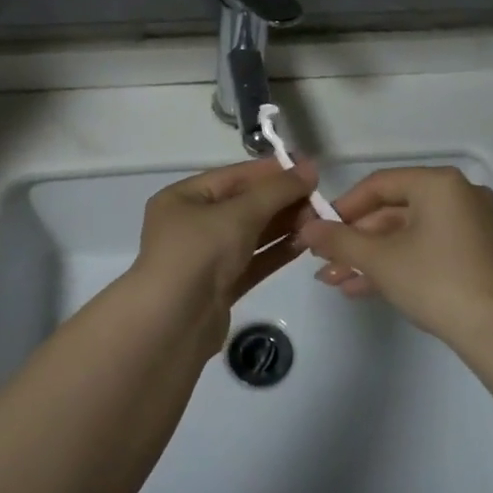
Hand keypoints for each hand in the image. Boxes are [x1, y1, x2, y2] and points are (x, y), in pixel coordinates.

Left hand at [125, 157, 318, 350]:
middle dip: (281, 201)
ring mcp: (205, 258)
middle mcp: (191, 224)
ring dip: (283, 226)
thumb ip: (277, 190)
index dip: (271, 172)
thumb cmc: (199, 253)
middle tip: (320, 200)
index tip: (309, 171)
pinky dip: (276, 251)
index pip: (233, 176)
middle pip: (244, 205)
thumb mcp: (239, 213)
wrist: (172, 324)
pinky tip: (304, 244)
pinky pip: (252, 261)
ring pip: (250, 234)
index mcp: (183, 198)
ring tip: (319, 221)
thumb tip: (310, 168)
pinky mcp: (219, 286)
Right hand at [296, 166, 492, 340]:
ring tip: (334, 280)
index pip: (379, 184)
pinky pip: (426, 248)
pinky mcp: (474, 254)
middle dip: (354, 240)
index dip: (343, 207)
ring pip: (407, 234)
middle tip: (324, 260)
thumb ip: (339, 240)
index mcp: (438, 184)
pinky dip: (396, 263)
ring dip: (370, 256)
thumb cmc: (434, 281)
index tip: (319, 230)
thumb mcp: (379, 259)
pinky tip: (361, 287)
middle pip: (393, 211)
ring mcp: (470, 226)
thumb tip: (305, 229)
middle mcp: (458, 195)